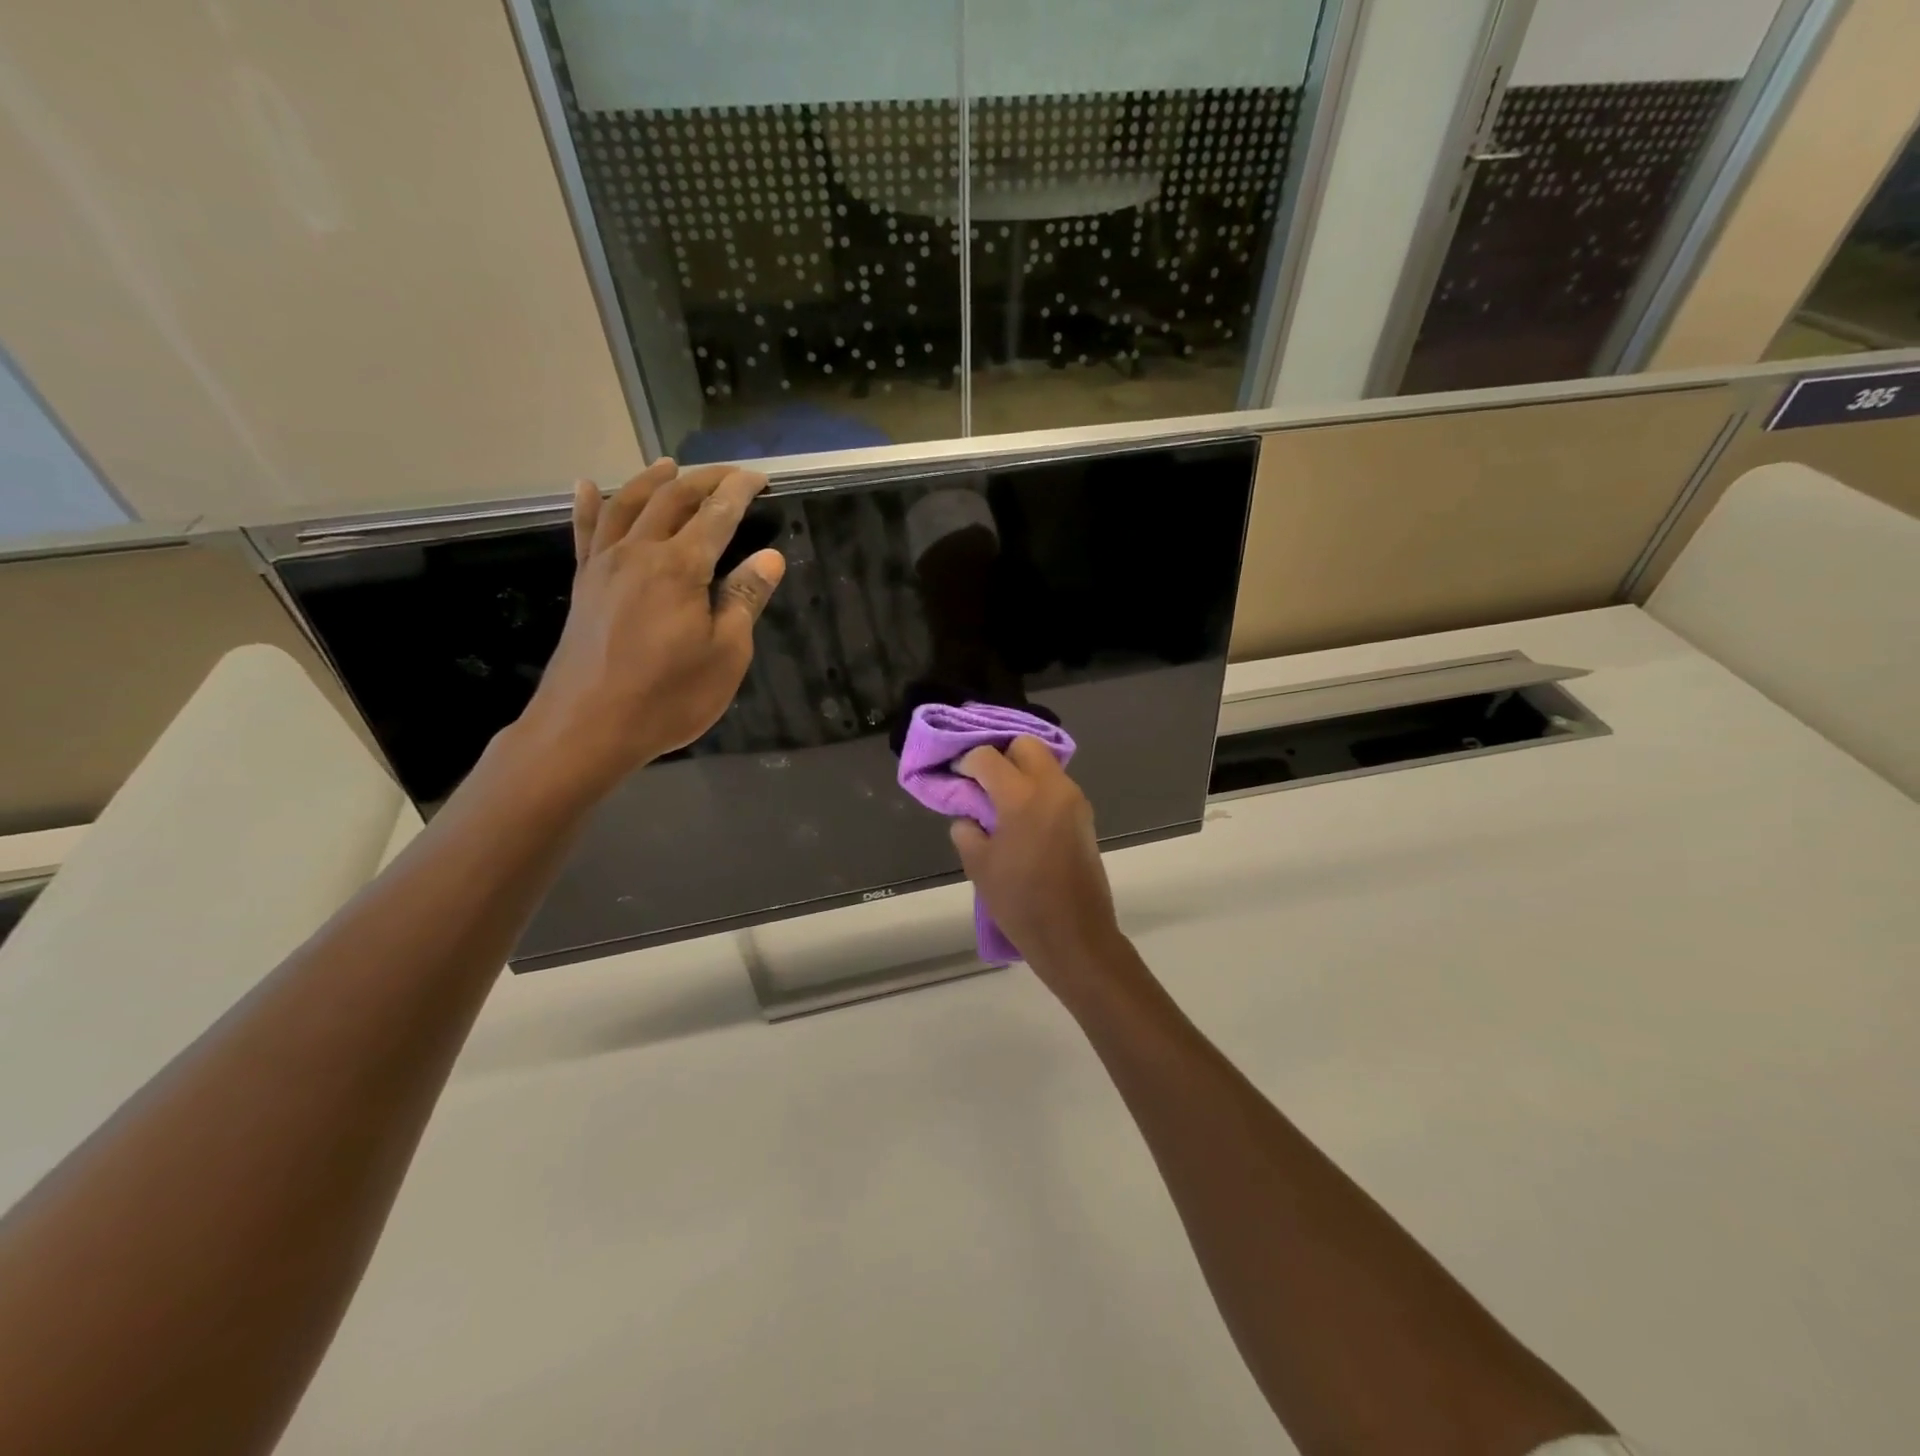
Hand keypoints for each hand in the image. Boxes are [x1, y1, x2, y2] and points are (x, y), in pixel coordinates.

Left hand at [511, 459, 784, 799]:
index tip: (760, 478)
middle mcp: (639, 553)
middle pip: (672, 499)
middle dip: (704, 480)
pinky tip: (586, 486)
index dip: (740, 491)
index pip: (717, 515)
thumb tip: (770, 557)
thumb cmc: (668, 696)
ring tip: (670, 465)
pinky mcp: (584, 586)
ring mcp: (605, 566)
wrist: (587, 727)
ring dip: (652, 480)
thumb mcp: (726, 654)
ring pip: (627, 505)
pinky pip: (586, 533)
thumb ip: (744, 599)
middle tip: (729, 473)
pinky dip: (588, 505)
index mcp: (680, 567)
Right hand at [949, 738, 1126, 992]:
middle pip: (1026, 745)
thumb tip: (970, 815)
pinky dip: (1037, 789)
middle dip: (1001, 755)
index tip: (956, 777)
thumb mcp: (979, 866)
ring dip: (1021, 772)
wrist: (1074, 935)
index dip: (967, 762)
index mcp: (1022, 797)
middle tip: (982, 782)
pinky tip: (1021, 818)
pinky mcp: (1085, 817)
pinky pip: (1056, 786)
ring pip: (1045, 764)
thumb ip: (967, 829)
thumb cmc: (1020, 902)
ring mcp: (1074, 801)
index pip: (988, 757)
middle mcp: (1054, 788)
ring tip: (1000, 802)